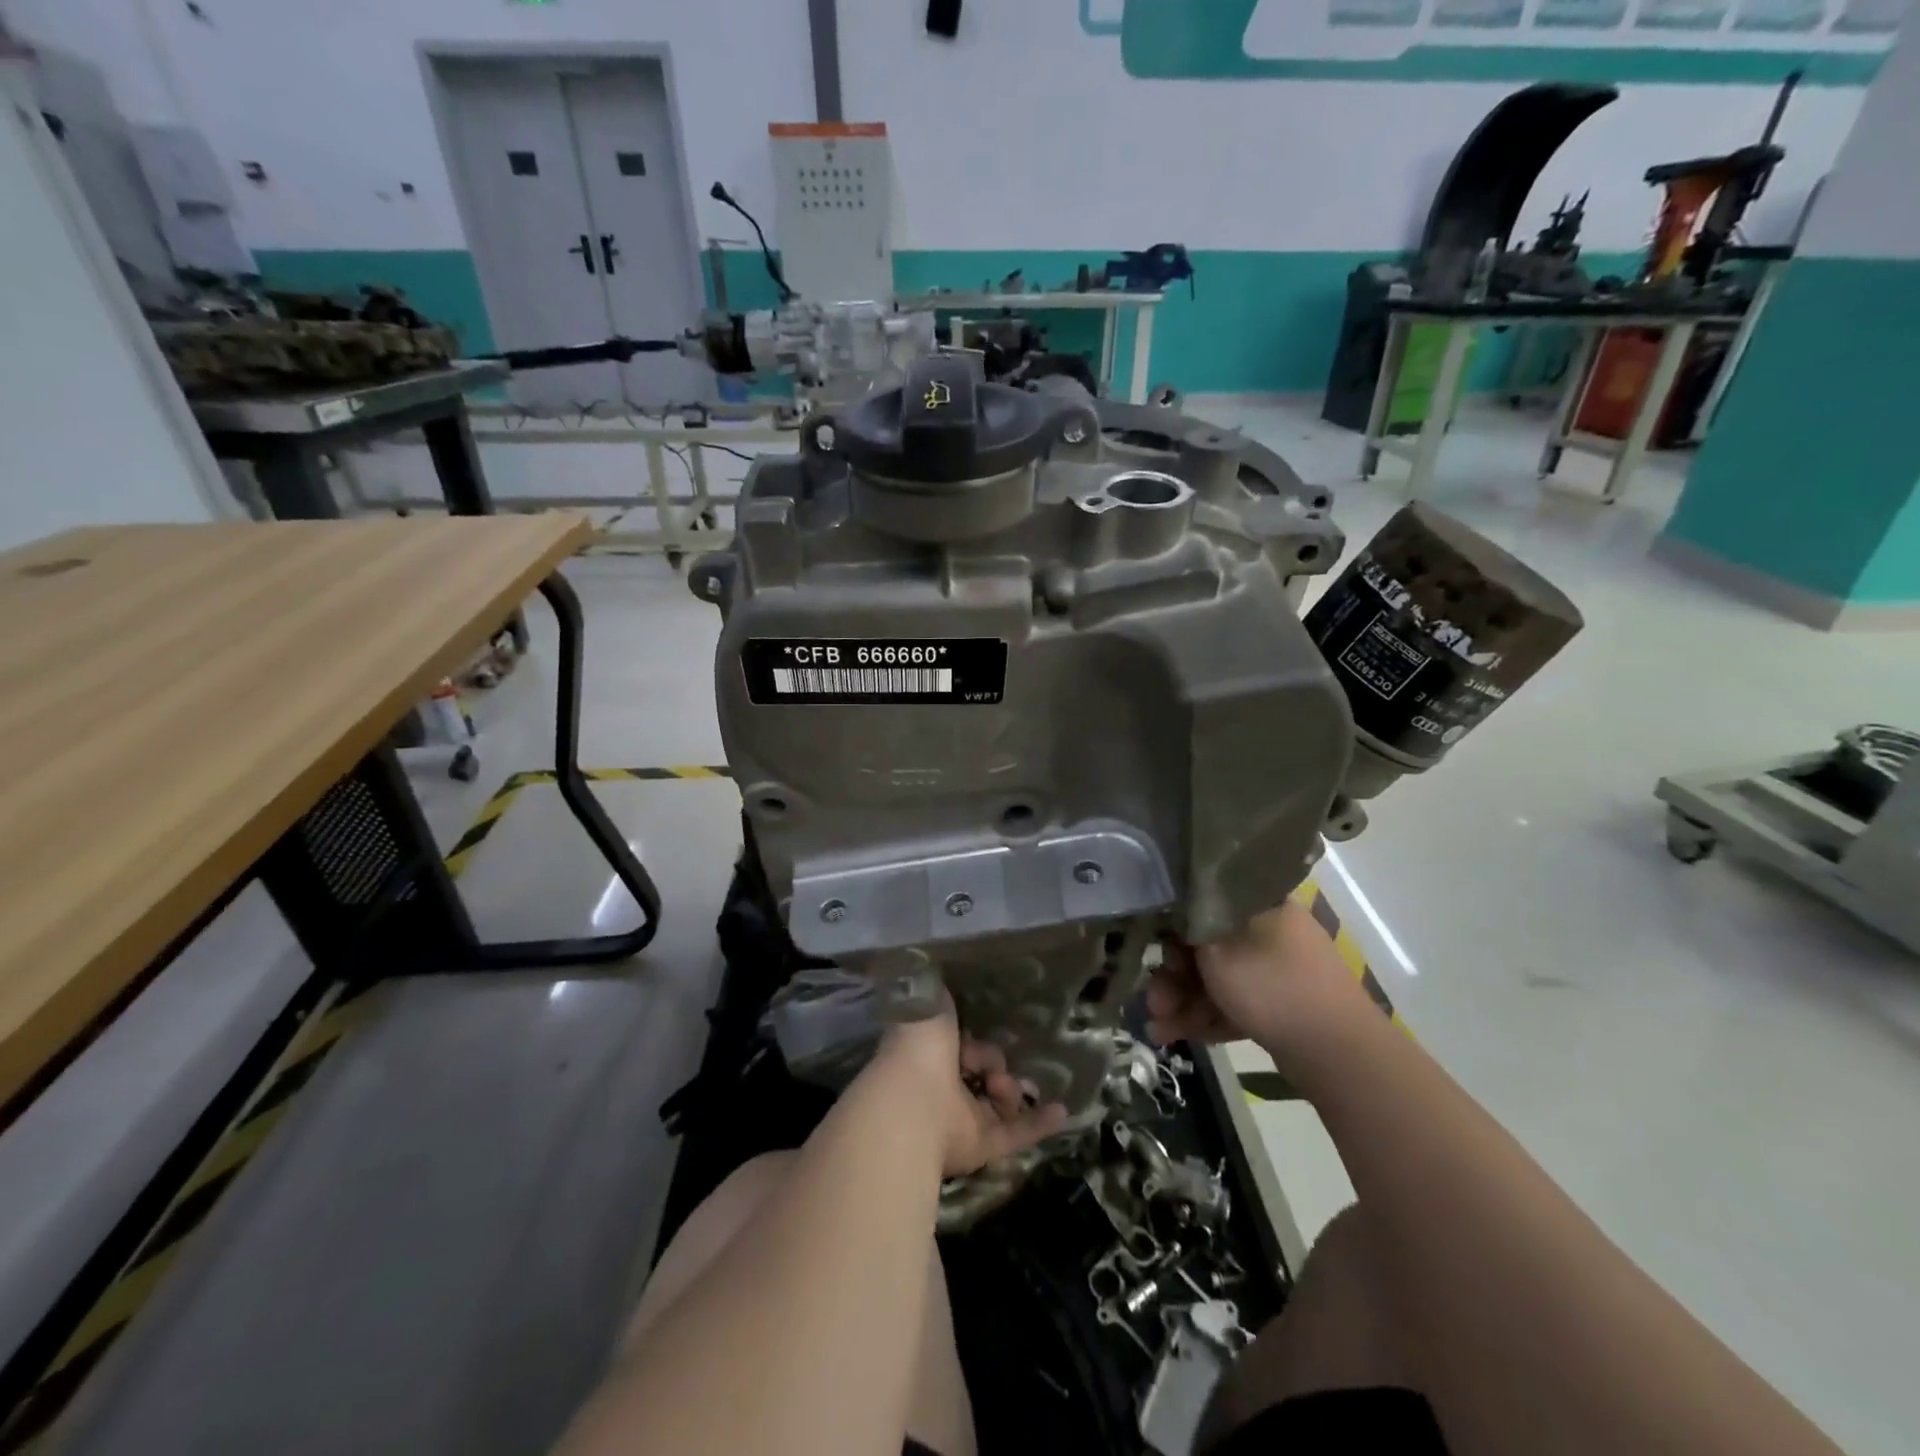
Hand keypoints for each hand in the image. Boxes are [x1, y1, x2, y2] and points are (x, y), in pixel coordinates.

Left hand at [875, 1004, 1068, 1177]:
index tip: (984, 1027)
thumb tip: (939, 970)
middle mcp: (942, 1087)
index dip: (972, 1036)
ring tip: (1002, 1086)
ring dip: (1011, 1089)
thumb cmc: (917, 1047)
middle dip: (992, 1062)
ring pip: (999, 1101)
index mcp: (927, 1054)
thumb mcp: (929, 1001)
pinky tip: (1062, 1111)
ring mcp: (960, 1119)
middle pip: (982, 1072)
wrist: (911, 1105)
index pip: (958, 1044)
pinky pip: (1015, 1134)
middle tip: (990, 1064)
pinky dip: (1039, 1123)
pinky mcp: (979, 1147)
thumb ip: (939, 988)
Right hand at [1146, 899, 1375, 1061]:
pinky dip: (1206, 1017)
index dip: (1171, 930)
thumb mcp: (1217, 952)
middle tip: (1154, 1003)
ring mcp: (1278, 971)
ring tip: (1159, 1031)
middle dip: (1173, 978)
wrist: (1340, 1054)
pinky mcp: (1281, 1006)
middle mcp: (1269, 931)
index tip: (1153, 954)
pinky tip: (1175, 1037)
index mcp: (1259, 905)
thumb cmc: (1272, 988)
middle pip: (1206, 948)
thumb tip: (1169, 919)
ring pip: (1217, 980)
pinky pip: (1234, 1003)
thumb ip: (1186, 933)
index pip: (1203, 905)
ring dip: (1183, 1003)